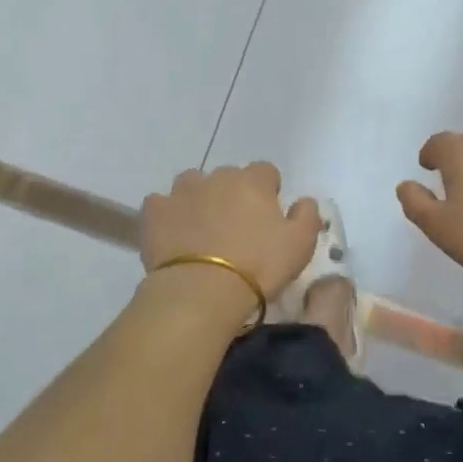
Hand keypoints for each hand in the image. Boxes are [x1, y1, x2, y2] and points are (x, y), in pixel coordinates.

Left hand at [141, 162, 321, 305]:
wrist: (202, 289)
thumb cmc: (258, 266)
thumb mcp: (300, 245)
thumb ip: (307, 215)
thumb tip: (304, 200)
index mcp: (253, 182)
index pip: (266, 172)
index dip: (268, 191)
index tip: (268, 216)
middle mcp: (217, 177)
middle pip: (228, 177)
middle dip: (233, 195)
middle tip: (236, 229)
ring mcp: (182, 191)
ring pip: (193, 185)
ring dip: (199, 199)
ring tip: (202, 230)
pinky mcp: (155, 211)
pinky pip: (161, 204)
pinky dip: (167, 214)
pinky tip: (173, 235)